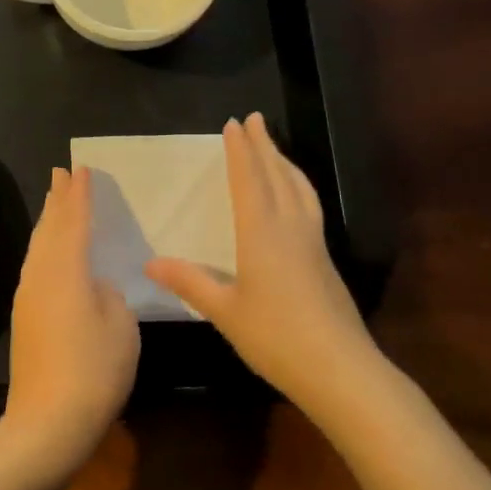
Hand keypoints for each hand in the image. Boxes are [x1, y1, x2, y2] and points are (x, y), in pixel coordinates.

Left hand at [0, 167, 138, 487]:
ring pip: (39, 247)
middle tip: (60, 173)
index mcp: (67, 269)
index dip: (79, 194)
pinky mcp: (24, 318)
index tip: (80, 169)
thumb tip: (94, 286)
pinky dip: (45, 246)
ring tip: (54, 203)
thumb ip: (109, 295)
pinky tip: (49, 252)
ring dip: (48, 222)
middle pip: (50, 228)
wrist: (47, 423)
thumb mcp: (121, 326)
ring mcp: (28, 296)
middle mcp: (42, 275)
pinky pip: (36, 265)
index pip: (75, 221)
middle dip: (56, 199)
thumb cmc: (93, 370)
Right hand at [146, 113, 376, 411]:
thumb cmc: (276, 337)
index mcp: (261, 233)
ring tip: (275, 148)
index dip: (240, 151)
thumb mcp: (224, 311)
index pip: (249, 181)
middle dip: (264, 145)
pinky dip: (298, 186)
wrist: (341, 371)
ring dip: (285, 163)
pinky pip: (308, 206)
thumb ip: (189, 282)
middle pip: (278, 176)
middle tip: (255, 118)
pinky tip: (296, 198)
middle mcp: (290, 228)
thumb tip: (150, 262)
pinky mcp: (325, 261)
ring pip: (299, 189)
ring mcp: (312, 244)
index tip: (234, 123)